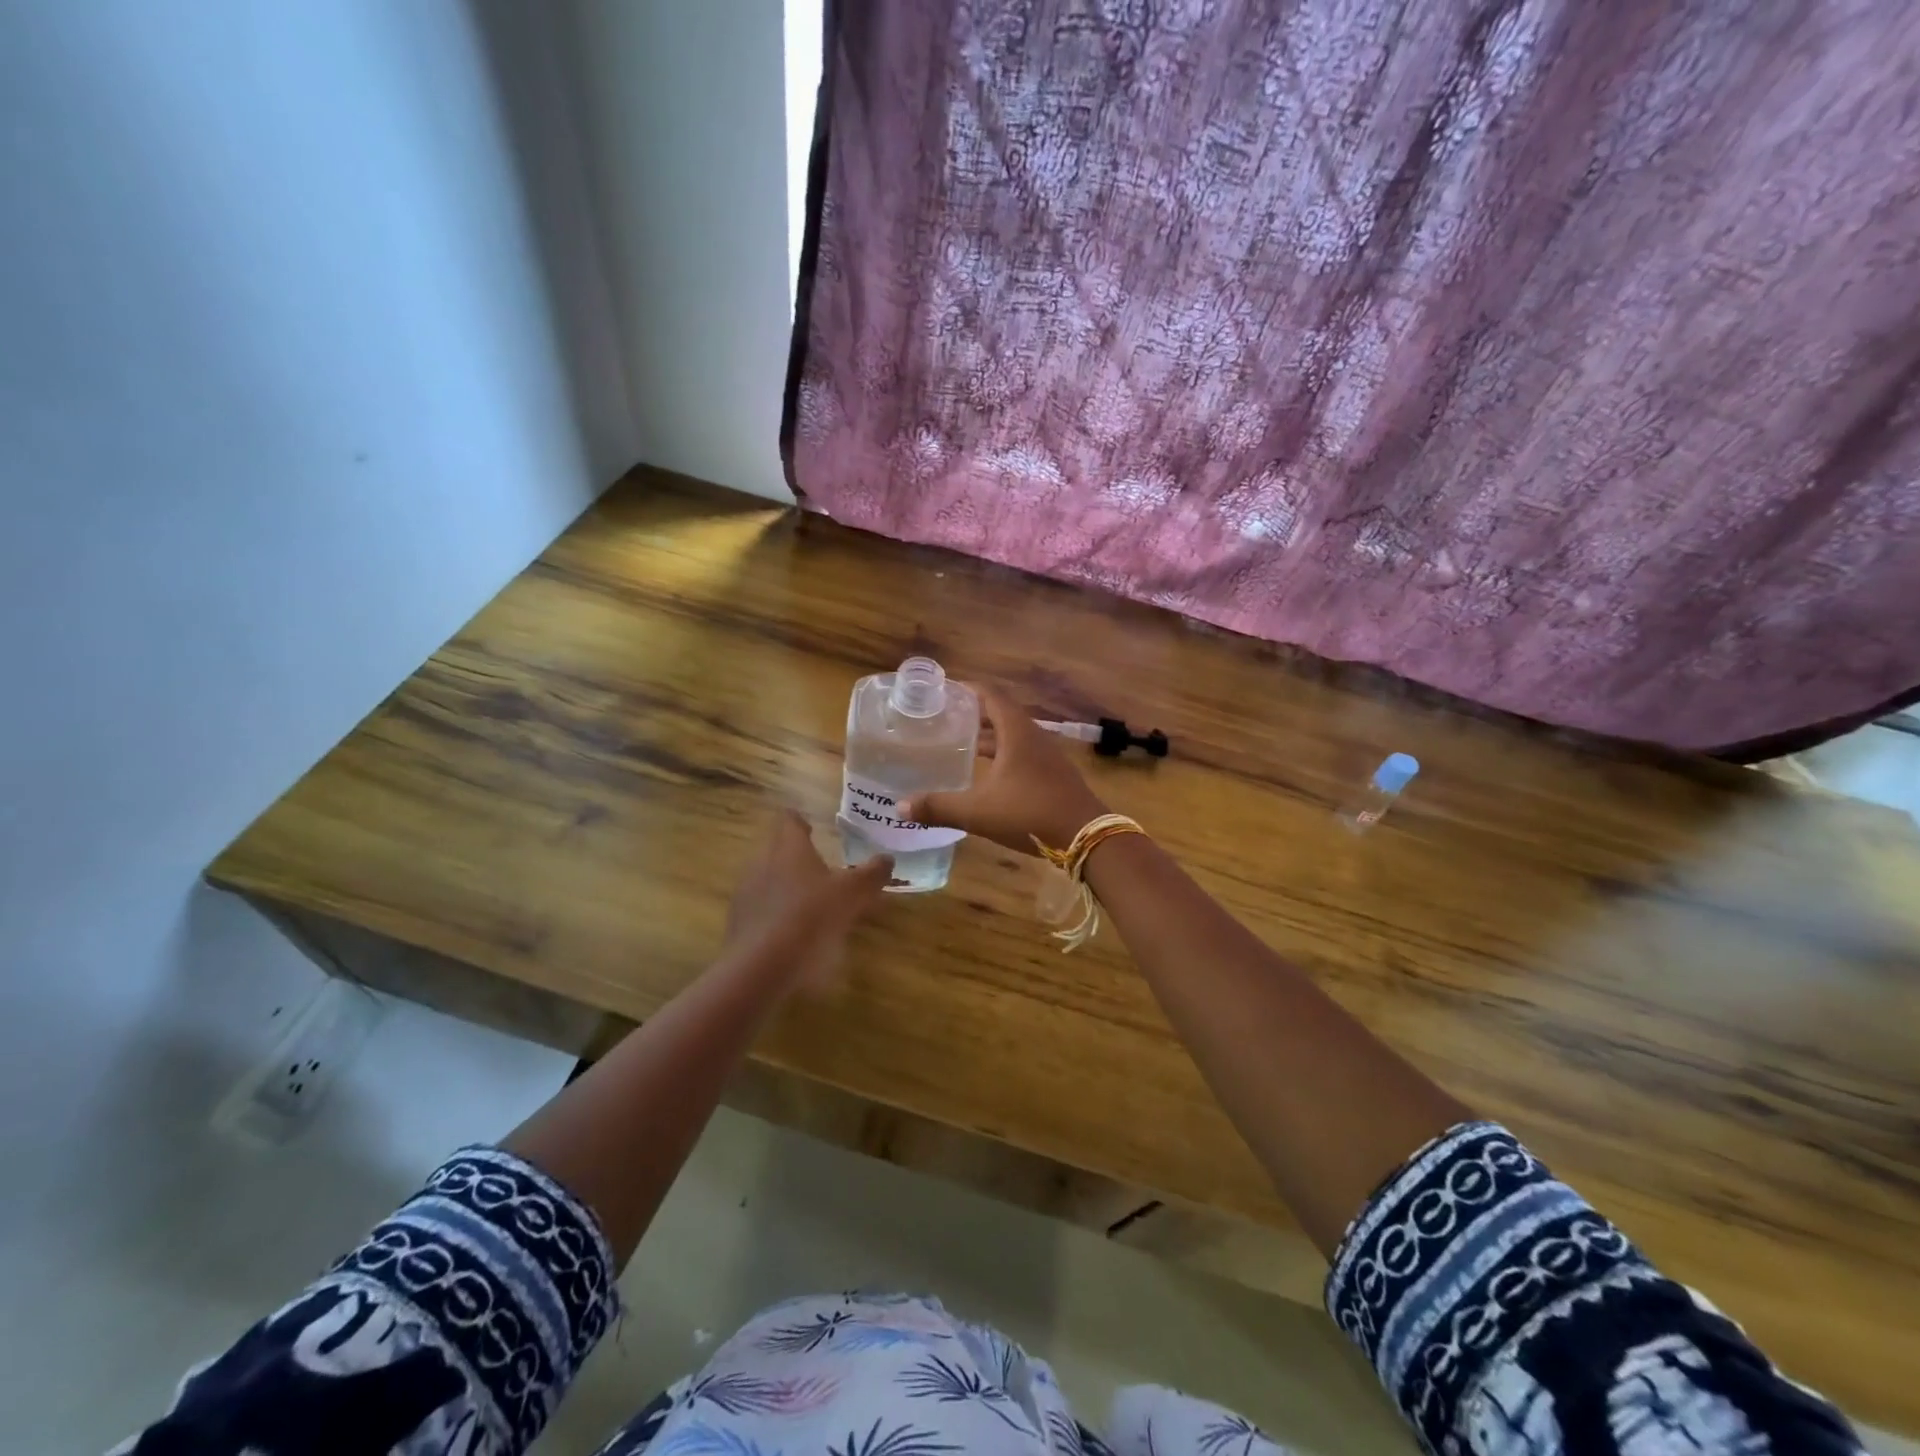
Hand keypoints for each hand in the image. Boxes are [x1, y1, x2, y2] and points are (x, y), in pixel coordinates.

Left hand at [722, 810, 893, 989]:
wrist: (760, 967)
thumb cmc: (810, 917)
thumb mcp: (852, 894)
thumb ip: (872, 874)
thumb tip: (887, 859)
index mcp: (789, 847)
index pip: (789, 820)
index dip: (801, 822)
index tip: (814, 830)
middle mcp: (762, 862)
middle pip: (776, 848)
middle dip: (797, 856)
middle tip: (821, 869)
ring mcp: (746, 893)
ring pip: (767, 878)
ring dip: (786, 885)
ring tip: (810, 903)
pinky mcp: (738, 922)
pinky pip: (760, 908)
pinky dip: (776, 913)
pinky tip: (793, 932)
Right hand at [903, 687, 1109, 855]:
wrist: (1086, 836)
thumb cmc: (1030, 813)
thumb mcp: (978, 812)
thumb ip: (939, 807)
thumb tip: (900, 807)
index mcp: (1017, 733)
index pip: (991, 695)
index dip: (968, 689)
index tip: (944, 691)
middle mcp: (1034, 737)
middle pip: (1001, 714)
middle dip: (974, 714)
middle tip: (945, 719)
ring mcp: (1047, 757)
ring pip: (1013, 737)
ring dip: (989, 737)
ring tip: (961, 744)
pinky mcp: (1053, 775)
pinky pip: (1023, 754)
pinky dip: (1002, 755)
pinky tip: (987, 774)